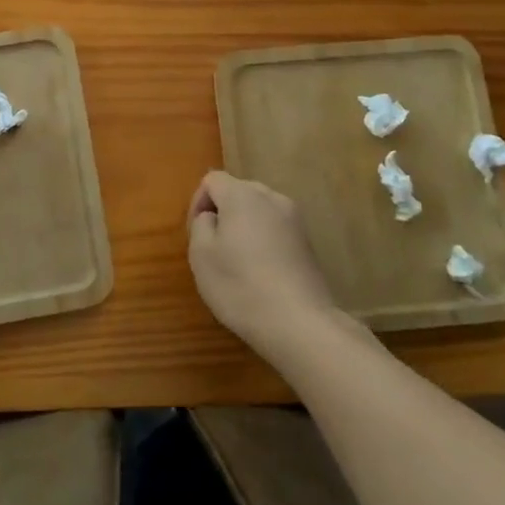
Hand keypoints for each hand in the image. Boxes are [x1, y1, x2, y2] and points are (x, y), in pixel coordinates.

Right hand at [187, 171, 339, 362]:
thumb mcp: (201, 255)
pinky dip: (264, 241)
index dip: (198, 203)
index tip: (197, 235)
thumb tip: (212, 216)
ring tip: (238, 261)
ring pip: (259, 210)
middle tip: (214, 248)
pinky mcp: (308, 242)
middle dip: (222, 213)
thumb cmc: (241, 286)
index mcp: (242, 195)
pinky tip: (262, 272)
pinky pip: (276, 228)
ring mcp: (294, 219)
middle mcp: (271, 197)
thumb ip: (201, 224)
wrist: (300, 323)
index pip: (212, 180)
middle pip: (238, 191)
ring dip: (244, 227)